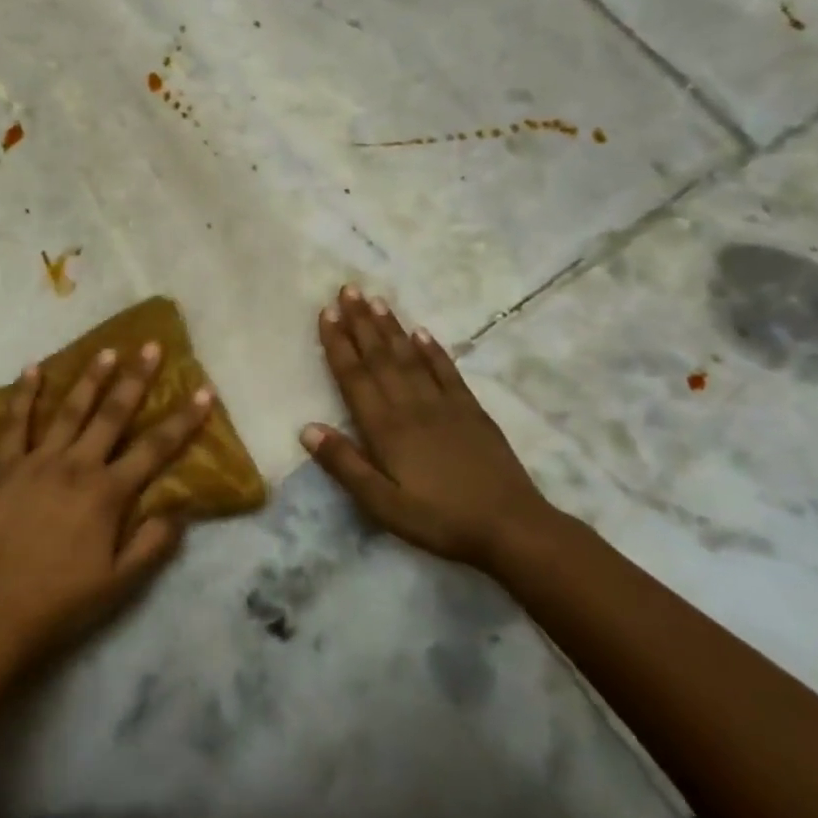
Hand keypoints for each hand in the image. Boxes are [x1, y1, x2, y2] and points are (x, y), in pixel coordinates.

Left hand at [0, 344, 212, 661]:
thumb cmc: (63, 602)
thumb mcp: (121, 583)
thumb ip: (152, 543)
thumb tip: (179, 508)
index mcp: (107, 493)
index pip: (155, 448)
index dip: (183, 419)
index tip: (203, 390)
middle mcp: (76, 466)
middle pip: (112, 415)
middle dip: (136, 379)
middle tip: (151, 347)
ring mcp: (37, 462)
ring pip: (69, 410)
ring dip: (90, 379)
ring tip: (106, 350)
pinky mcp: (3, 468)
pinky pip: (14, 424)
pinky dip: (23, 394)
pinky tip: (33, 368)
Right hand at [301, 286, 553, 570]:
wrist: (511, 527)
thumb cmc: (438, 519)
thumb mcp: (382, 503)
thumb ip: (345, 464)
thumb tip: (307, 428)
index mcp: (385, 428)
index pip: (355, 377)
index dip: (339, 344)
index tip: (327, 312)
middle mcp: (411, 406)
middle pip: (380, 358)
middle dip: (361, 323)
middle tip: (348, 289)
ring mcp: (444, 405)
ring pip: (410, 357)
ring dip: (390, 328)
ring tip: (376, 300)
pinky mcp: (471, 411)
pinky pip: (447, 372)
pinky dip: (432, 350)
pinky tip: (421, 332)